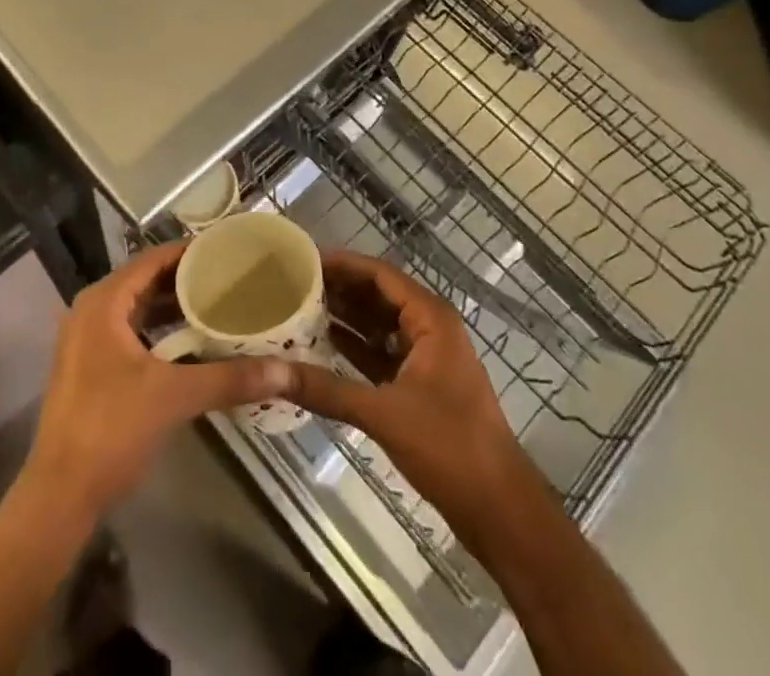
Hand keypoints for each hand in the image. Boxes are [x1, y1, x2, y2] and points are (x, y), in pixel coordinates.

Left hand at [24, 243, 292, 518]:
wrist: (60, 496)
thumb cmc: (111, 430)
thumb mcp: (174, 397)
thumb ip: (228, 379)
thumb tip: (284, 370)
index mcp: (104, 302)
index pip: (152, 259)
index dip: (189, 252)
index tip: (227, 250)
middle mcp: (92, 311)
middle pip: (145, 281)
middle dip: (186, 280)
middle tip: (231, 277)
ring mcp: (87, 340)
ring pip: (138, 309)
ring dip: (174, 307)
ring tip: (219, 304)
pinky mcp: (90, 367)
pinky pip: (131, 332)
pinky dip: (160, 331)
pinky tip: (192, 343)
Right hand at [284, 250, 536, 537]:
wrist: (499, 510)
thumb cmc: (450, 447)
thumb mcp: (383, 413)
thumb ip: (326, 390)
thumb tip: (269, 372)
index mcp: (431, 318)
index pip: (380, 274)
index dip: (343, 264)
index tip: (304, 259)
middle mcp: (430, 329)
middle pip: (379, 295)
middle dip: (340, 289)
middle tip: (293, 283)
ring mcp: (428, 358)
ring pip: (380, 326)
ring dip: (346, 318)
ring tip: (300, 309)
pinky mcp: (421, 386)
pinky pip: (383, 354)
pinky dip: (356, 348)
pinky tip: (323, 347)